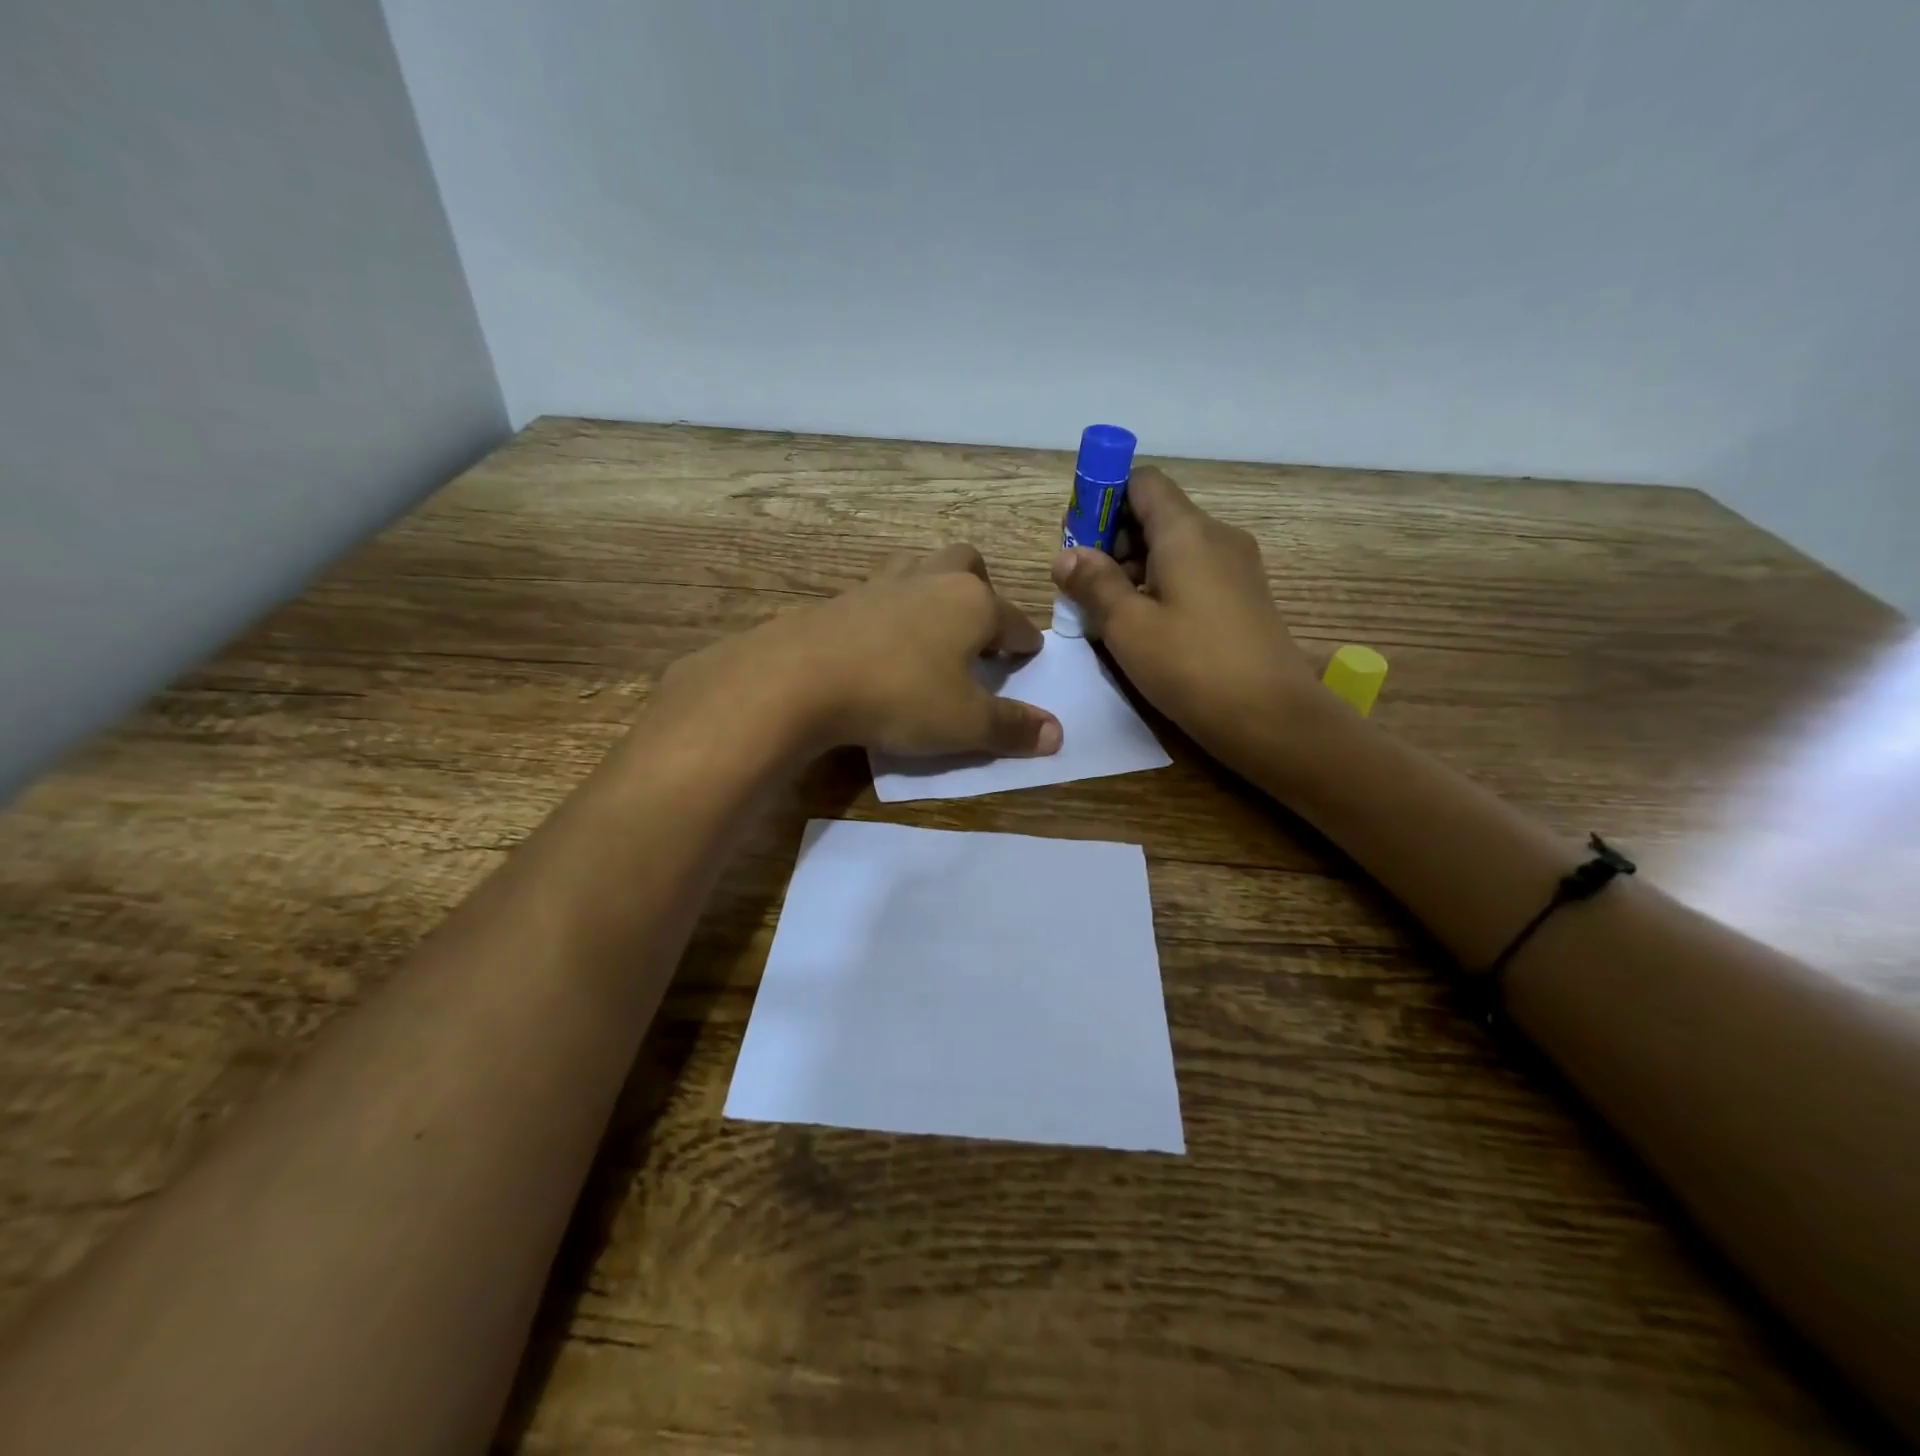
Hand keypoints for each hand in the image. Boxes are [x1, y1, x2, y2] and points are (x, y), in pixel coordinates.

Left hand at [663, 544, 1061, 758]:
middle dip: (982, 593)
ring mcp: (884, 583)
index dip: (1026, 645)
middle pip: (968, 565)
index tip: (1028, 660)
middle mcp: (933, 580)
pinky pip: (882, 593)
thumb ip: (1013, 727)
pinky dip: (893, 611)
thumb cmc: (900, 695)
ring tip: (933, 631)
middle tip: (978, 634)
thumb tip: (1057, 734)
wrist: (801, 677)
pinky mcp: (844, 597)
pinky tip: (884, 643)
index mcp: (973, 603)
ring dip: (936, 591)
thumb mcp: (965, 723)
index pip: (1015, 621)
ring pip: (922, 568)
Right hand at [1049, 467, 1330, 777]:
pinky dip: (1161, 588)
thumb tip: (1066, 555)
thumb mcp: (1127, 626)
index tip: (1078, 540)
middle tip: (1083, 588)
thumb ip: (1093, 583)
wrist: (1270, 716)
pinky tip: (1143, 629)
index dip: (1103, 499)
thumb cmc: (1191, 665)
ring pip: (1173, 549)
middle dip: (1112, 543)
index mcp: (1187, 531)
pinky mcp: (1243, 597)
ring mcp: (1235, 567)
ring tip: (1106, 615)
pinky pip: (1192, 575)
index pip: (1141, 482)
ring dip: (1133, 571)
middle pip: (1156, 516)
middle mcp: (1216, 536)